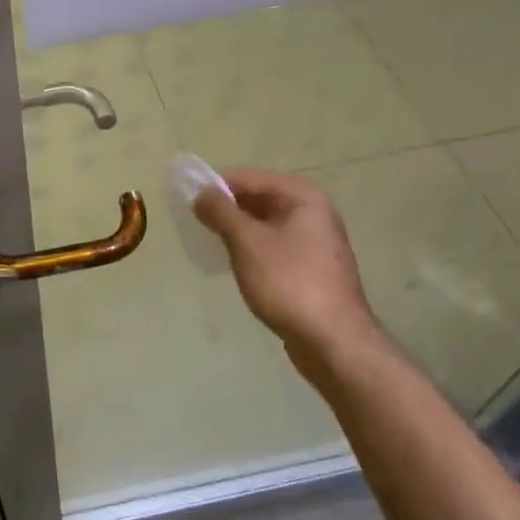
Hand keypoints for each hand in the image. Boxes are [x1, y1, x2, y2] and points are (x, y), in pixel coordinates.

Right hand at [192, 168, 388, 383]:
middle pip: (258, 199)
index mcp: (302, 196)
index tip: (186, 201)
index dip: (216, 187)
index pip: (248, 178)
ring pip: (264, 224)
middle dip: (226, 209)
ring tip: (209, 243)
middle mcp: (313, 211)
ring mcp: (315, 241)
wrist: (333, 341)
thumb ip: (221, 212)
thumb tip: (200, 192)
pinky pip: (273, 246)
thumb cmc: (289, 283)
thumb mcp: (248, 242)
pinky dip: (251, 249)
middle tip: (194, 224)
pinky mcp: (310, 268)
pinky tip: (233, 264)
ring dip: (237, 231)